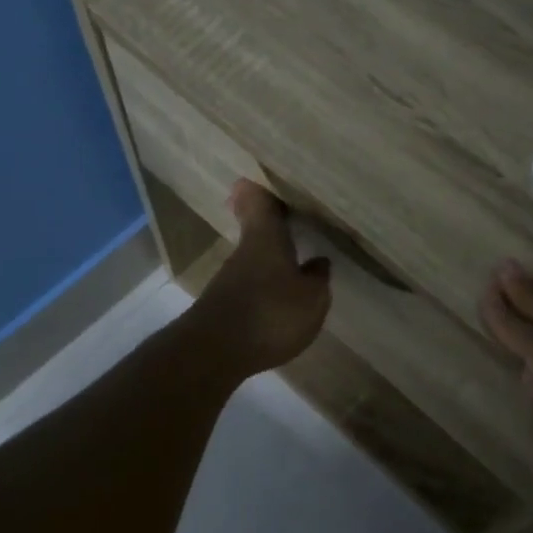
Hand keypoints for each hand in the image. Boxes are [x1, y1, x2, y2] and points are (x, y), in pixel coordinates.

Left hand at [189, 181, 332, 376]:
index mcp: (266, 237)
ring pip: (254, 256)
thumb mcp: (311, 298)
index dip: (262, 188)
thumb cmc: (270, 314)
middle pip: (256, 228)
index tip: (268, 179)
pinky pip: (250, 284)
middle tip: (295, 217)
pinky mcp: (224, 305)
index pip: (258, 200)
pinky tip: (281, 297)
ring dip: (272, 257)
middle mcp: (245, 251)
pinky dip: (265, 284)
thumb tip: (318, 262)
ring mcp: (230, 279)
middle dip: (273, 223)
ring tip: (298, 260)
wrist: (213, 354)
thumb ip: (317, 278)